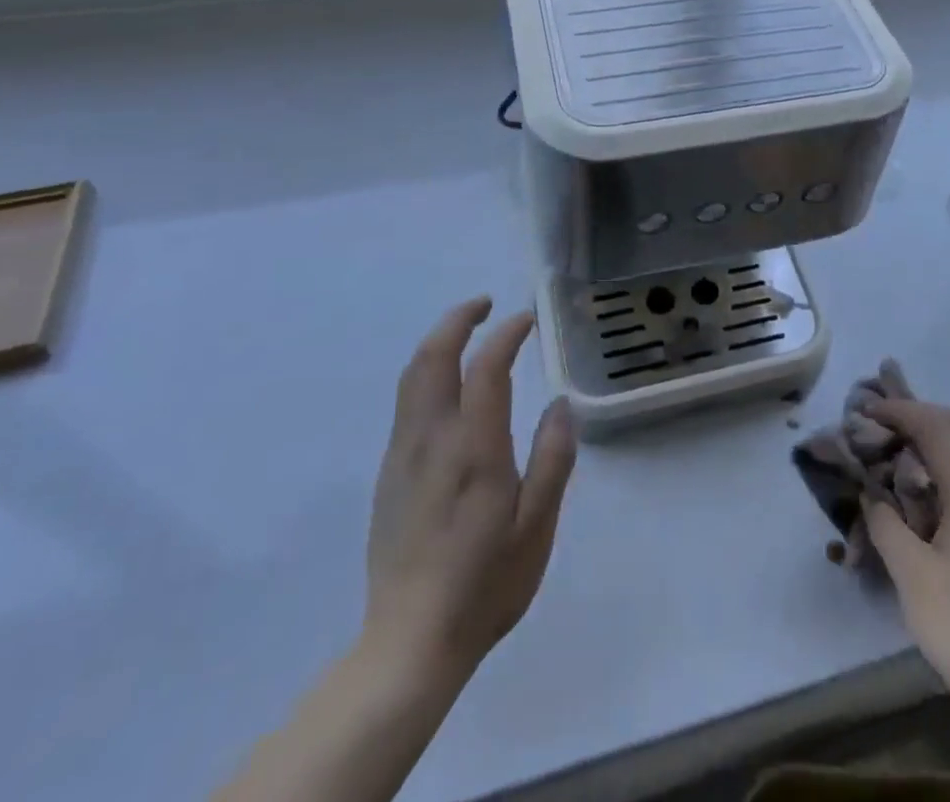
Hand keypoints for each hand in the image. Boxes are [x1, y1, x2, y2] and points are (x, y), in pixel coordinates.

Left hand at [360, 297, 577, 686]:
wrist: (409, 645)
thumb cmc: (484, 585)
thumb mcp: (537, 526)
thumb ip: (553, 458)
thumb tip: (560, 403)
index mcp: (472, 448)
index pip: (485, 368)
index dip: (506, 334)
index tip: (526, 320)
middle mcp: (430, 440)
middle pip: (432, 357)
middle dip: (457, 320)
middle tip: (486, 304)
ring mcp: (402, 456)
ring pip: (412, 376)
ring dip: (438, 341)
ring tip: (467, 331)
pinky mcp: (389, 475)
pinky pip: (406, 402)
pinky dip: (427, 371)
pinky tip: (448, 385)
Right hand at [862, 399, 949, 708]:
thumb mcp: (911, 578)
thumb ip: (886, 526)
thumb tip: (872, 495)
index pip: (938, 431)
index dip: (902, 411)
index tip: (870, 408)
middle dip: (928, 413)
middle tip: (893, 421)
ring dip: (947, 435)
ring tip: (911, 446)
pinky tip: (937, 486)